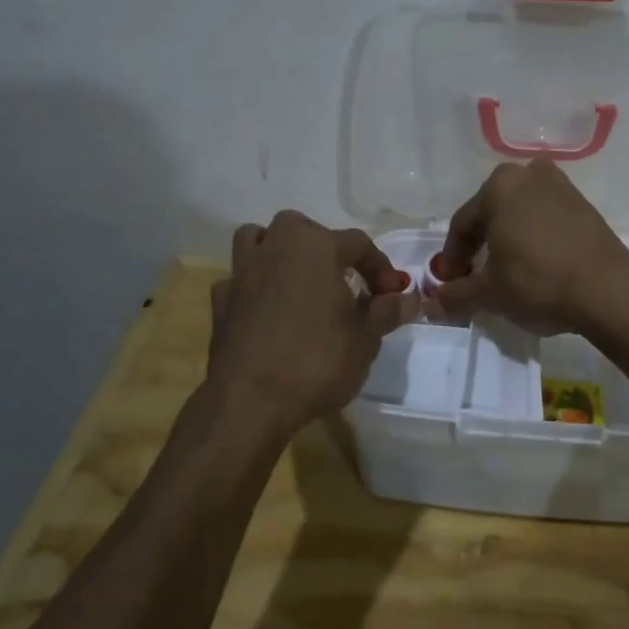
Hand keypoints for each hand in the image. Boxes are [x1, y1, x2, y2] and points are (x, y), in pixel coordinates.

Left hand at [208, 212, 413, 432]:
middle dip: (326, 247)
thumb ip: (386, 312)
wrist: (251, 401)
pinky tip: (266, 309)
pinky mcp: (221, 300)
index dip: (379, 267)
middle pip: (304, 228)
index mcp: (318, 247)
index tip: (391, 295)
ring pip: (259, 238)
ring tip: (297, 278)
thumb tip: (408, 299)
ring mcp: (243, 271)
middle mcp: (278, 247)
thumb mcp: (366, 339)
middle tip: (343, 280)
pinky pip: (239, 278)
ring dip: (278, 249)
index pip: (359, 244)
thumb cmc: (317, 362)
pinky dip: (254, 285)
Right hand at [433, 160, 628, 334]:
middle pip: (492, 213)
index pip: (463, 224)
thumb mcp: (489, 293)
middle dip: (480, 245)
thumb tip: (431, 303)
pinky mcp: (584, 206)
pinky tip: (536, 265)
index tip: (449, 284)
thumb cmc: (538, 282)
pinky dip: (535, 238)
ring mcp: (561, 187)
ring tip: (505, 272)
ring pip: (520, 214)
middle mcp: (529, 175)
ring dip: (508, 240)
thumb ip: (456, 294)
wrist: (608, 290)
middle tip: (474, 276)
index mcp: (500, 186)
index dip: (452, 258)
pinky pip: (546, 219)